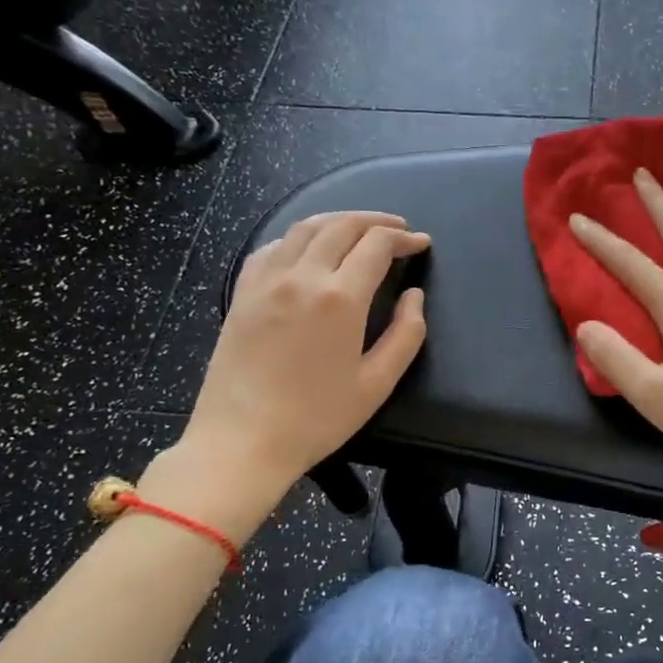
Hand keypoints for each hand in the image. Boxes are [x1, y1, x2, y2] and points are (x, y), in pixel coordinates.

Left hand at [159, 212, 428, 538]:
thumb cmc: (316, 418)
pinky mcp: (242, 293)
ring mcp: (266, 281)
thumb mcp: (377, 384)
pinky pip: (272, 247)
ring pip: (304, 228)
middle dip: (375, 221)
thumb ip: (406, 334)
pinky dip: (298, 237)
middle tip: (397, 229)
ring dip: (338, 221)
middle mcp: (302, 277)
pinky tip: (308, 249)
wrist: (241, 441)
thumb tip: (414, 296)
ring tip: (359, 229)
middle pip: (341, 226)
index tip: (421, 243)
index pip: (377, 245)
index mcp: (340, 298)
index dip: (404, 238)